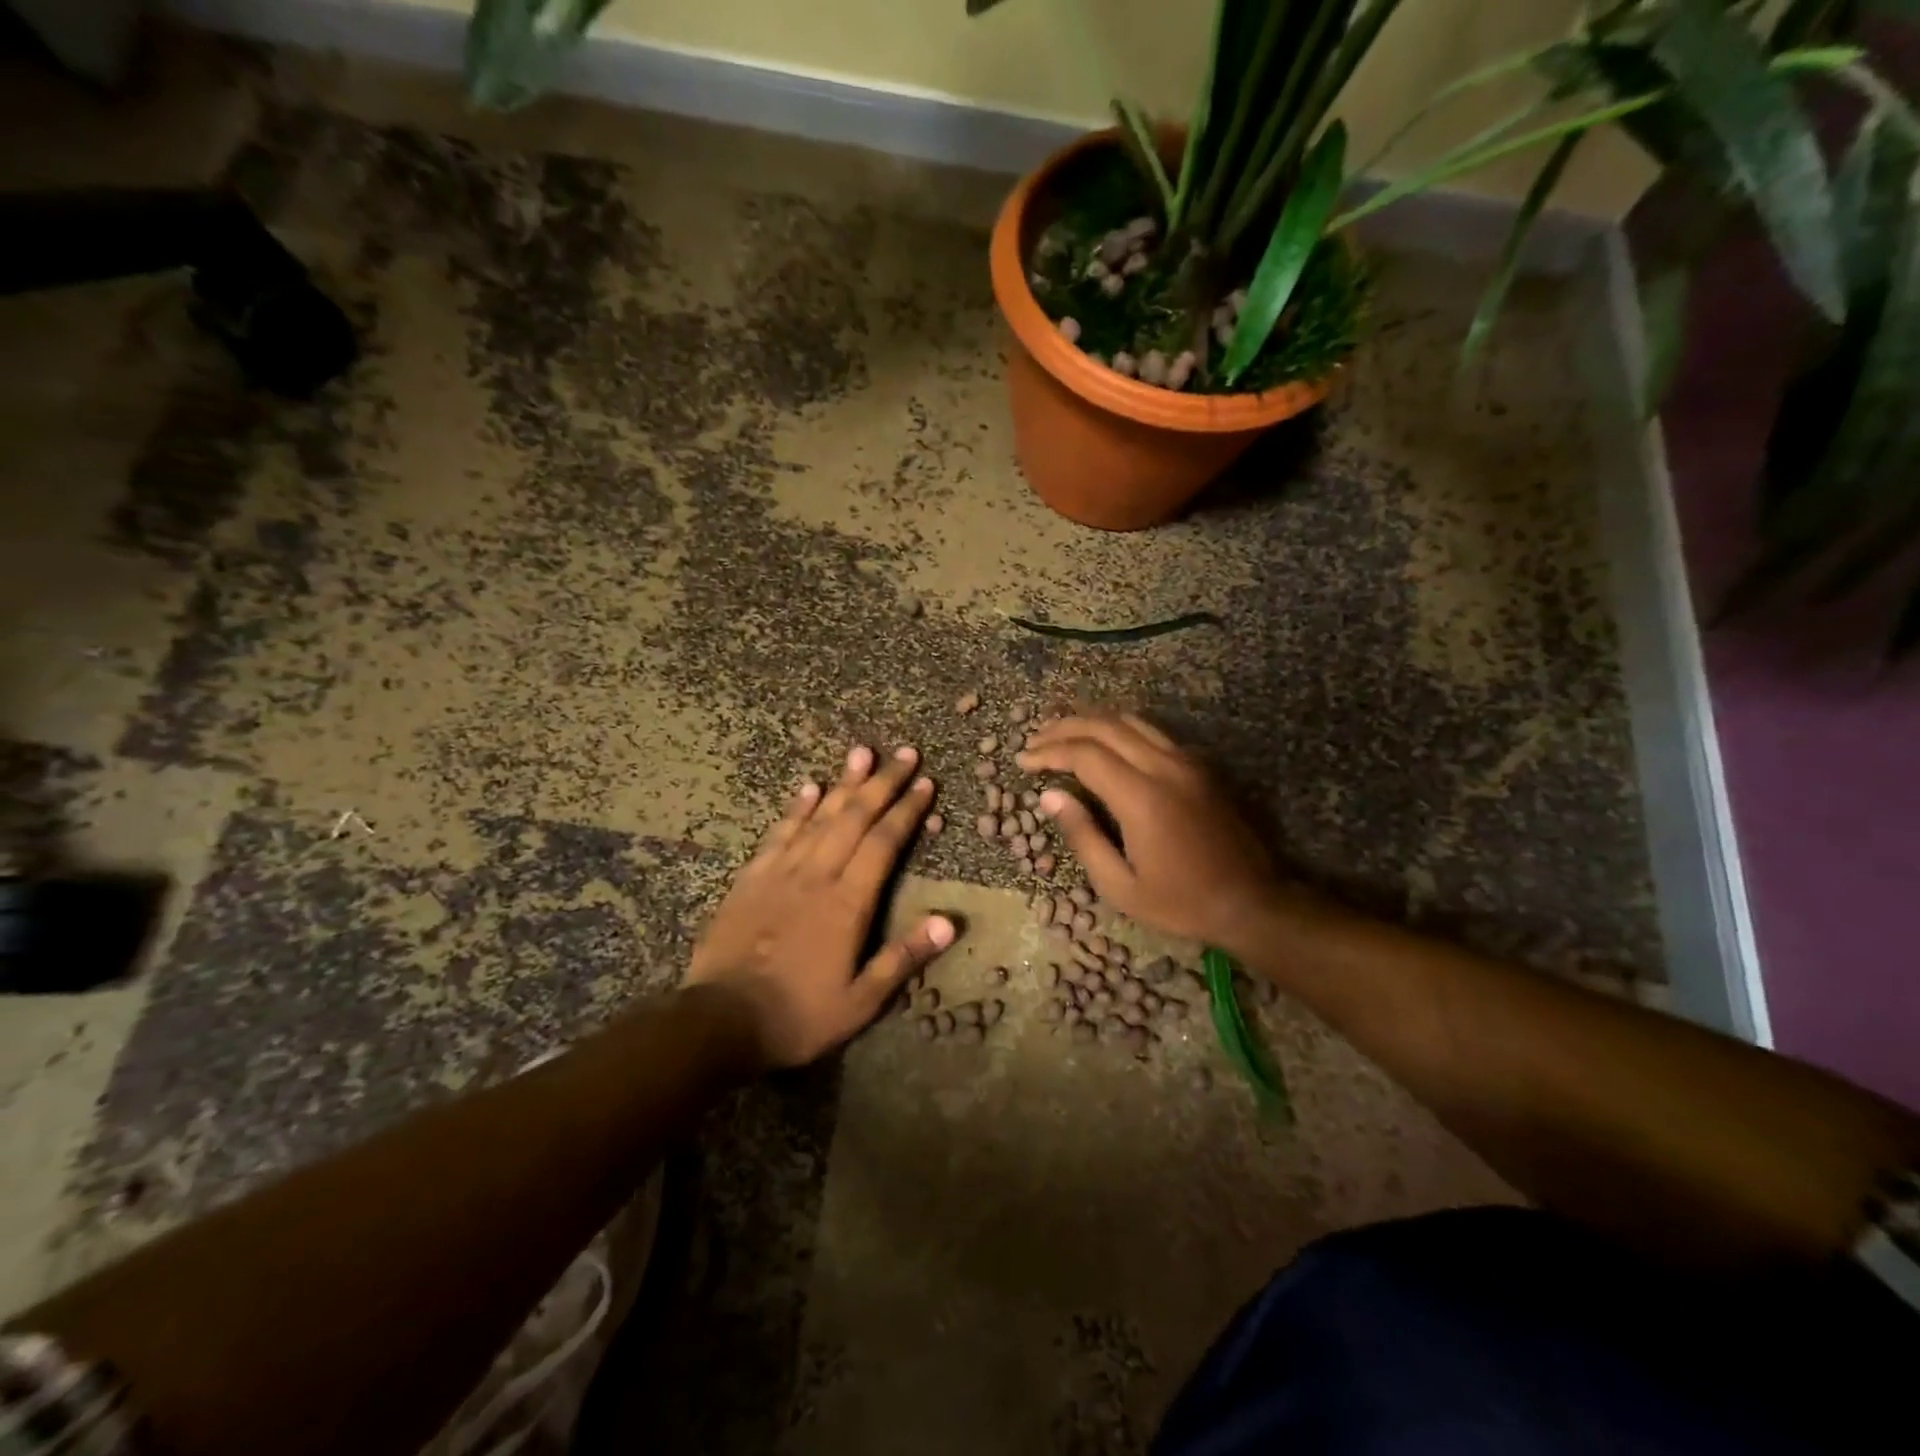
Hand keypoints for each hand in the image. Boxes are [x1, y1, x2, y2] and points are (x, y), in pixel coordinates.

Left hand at [688, 744, 955, 1069]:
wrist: (720, 1020)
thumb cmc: (798, 1015)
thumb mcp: (861, 1001)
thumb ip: (904, 957)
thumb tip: (949, 921)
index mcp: (848, 903)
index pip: (884, 843)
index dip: (907, 810)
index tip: (925, 783)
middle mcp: (817, 875)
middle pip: (855, 818)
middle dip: (883, 783)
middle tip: (905, 754)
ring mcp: (781, 872)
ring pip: (819, 816)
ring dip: (843, 783)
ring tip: (862, 753)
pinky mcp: (751, 878)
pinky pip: (779, 833)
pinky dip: (796, 808)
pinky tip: (809, 786)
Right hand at [1017, 714, 1278, 951]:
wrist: (1253, 901)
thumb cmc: (1181, 902)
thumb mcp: (1120, 885)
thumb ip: (1083, 836)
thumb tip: (1050, 796)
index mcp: (1142, 797)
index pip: (1084, 754)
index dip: (1049, 752)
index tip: (1023, 760)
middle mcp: (1164, 767)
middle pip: (1104, 726)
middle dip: (1063, 727)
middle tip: (1035, 740)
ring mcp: (1187, 761)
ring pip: (1130, 721)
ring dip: (1091, 721)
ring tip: (1062, 733)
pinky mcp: (1200, 766)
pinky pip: (1152, 732)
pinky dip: (1119, 729)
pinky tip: (1104, 743)